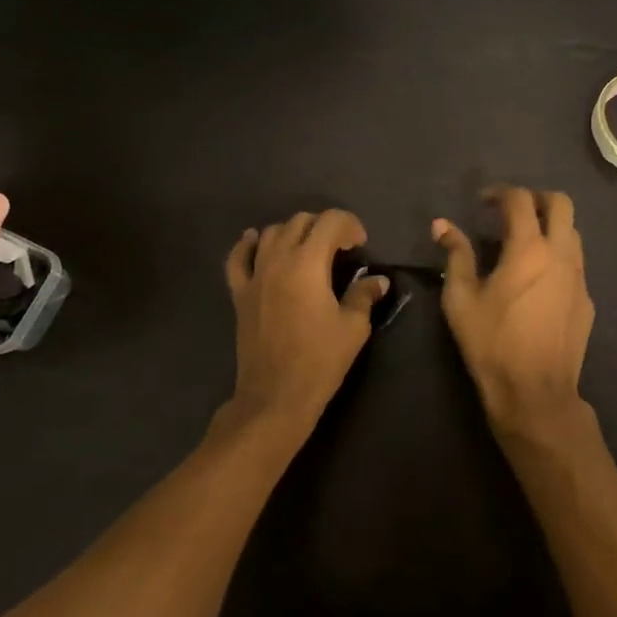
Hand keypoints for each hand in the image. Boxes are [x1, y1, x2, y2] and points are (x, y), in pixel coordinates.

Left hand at [225, 209, 387, 433]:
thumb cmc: (320, 360)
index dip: (350, 224)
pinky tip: (255, 240)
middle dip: (324, 226)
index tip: (361, 245)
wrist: (276, 395)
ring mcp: (254, 275)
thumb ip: (364, 295)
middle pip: (300, 221)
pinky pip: (237, 258)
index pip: (330, 221)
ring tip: (309, 249)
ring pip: (271, 233)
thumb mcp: (353, 327)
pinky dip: (247, 244)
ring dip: (293, 232)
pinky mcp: (239, 293)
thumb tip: (378, 280)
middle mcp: (278, 260)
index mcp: (308, 263)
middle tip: (341, 248)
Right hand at [433, 186, 593, 428]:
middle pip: (561, 203)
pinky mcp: (587, 300)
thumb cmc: (492, 343)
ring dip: (550, 226)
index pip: (520, 200)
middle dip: (535, 198)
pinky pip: (575, 263)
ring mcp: (580, 277)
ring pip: (573, 232)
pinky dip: (557, 256)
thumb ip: (455, 256)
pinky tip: (537, 280)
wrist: (535, 391)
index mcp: (529, 249)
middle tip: (511, 212)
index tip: (482, 202)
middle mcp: (561, 254)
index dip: (499, 193)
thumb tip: (442, 225)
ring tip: (523, 243)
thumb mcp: (461, 299)